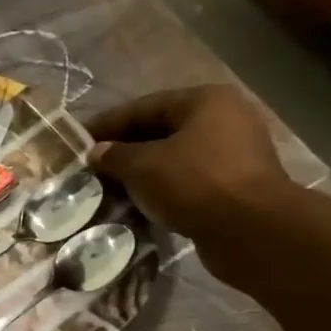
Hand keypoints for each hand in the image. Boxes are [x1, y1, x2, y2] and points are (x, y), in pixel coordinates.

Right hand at [87, 84, 295, 242]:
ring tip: (111, 186)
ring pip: (175, 156)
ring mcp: (235, 152)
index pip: (144, 106)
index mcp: (205, 101)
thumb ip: (115, 155)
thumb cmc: (194, 183)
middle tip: (93, 166)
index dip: (108, 123)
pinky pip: (189, 178)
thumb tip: (96, 152)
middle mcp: (225, 118)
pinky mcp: (236, 184)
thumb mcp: (143, 166)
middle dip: (126, 148)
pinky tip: (139, 201)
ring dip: (143, 170)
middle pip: (162, 129)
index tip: (79, 140)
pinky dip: (163, 187)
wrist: (251, 230)